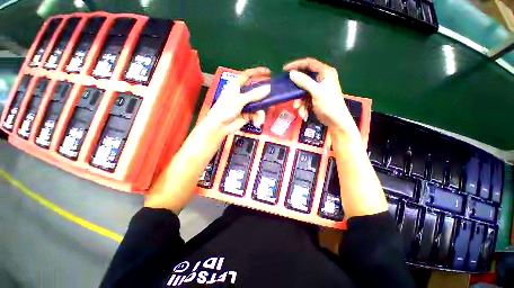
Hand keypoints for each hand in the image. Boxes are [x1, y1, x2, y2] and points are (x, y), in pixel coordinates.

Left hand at [206, 67, 270, 134]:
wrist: (220, 126)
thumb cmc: (225, 109)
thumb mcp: (239, 100)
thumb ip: (254, 95)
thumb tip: (268, 88)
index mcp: (236, 86)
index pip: (247, 75)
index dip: (257, 72)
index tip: (268, 72)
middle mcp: (242, 94)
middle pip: (256, 91)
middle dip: (263, 97)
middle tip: (272, 98)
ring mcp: (245, 105)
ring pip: (258, 105)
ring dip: (260, 114)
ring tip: (260, 120)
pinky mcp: (248, 114)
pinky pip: (256, 114)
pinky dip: (257, 118)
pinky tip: (256, 123)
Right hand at [283, 58, 358, 137]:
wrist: (335, 121)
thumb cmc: (329, 104)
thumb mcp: (316, 92)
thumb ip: (304, 81)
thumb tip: (291, 73)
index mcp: (325, 72)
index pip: (309, 63)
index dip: (296, 64)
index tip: (285, 70)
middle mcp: (321, 78)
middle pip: (304, 79)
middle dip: (297, 90)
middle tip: (290, 95)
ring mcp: (317, 88)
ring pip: (302, 91)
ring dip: (299, 102)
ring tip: (299, 110)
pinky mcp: (314, 97)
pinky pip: (304, 99)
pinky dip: (303, 106)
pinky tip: (304, 114)